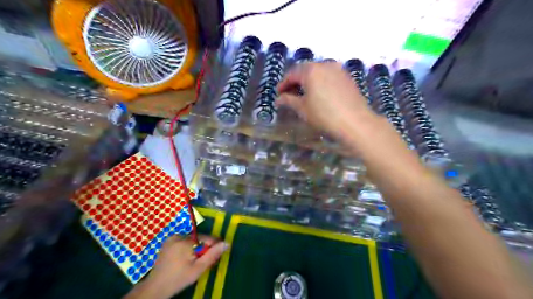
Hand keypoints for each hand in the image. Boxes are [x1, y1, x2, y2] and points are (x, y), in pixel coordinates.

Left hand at [127, 235, 227, 297]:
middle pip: (199, 239)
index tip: (215, 256)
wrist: (155, 288)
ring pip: (192, 240)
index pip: (206, 238)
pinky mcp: (167, 242)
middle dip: (203, 248)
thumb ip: (213, 254)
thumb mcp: (198, 269)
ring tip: (195, 261)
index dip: (213, 246)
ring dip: (196, 248)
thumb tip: (227, 243)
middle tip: (204, 261)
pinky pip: (184, 241)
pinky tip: (185, 259)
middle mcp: (178, 235)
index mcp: (185, 241)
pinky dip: (188, 247)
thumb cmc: (179, 279)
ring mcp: (171, 238)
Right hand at [278, 62, 375, 140]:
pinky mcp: (347, 78)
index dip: (283, 84)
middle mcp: (325, 65)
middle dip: (295, 82)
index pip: (292, 74)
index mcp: (311, 70)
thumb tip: (278, 99)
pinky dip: (320, 83)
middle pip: (305, 71)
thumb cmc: (324, 115)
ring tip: (303, 95)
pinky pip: (329, 77)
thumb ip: (288, 101)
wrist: (355, 123)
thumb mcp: (302, 109)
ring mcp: (338, 70)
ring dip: (308, 82)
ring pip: (318, 73)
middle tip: (289, 95)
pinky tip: (319, 94)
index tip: (278, 95)